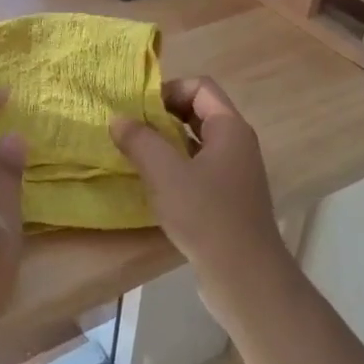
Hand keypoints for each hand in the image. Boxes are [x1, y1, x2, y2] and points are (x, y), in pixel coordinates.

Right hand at [110, 77, 291, 319]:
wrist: (245, 276)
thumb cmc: (206, 216)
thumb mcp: (165, 174)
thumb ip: (140, 141)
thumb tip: (118, 119)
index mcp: (230, 128)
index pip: (200, 87)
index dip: (169, 90)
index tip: (139, 109)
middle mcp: (238, 144)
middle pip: (200, 111)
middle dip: (164, 115)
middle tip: (132, 130)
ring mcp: (236, 172)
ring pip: (198, 142)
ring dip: (168, 142)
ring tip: (137, 155)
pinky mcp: (230, 198)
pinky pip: (201, 168)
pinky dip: (177, 167)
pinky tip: (155, 185)